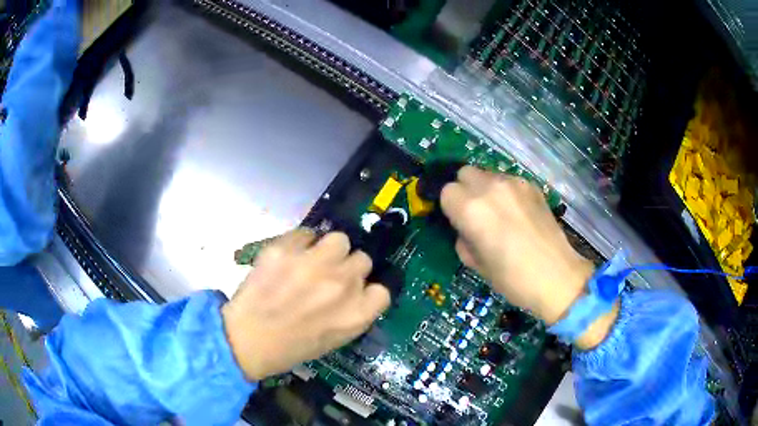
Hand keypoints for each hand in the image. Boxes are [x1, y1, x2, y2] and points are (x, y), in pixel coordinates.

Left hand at [221, 229, 390, 380]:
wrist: (247, 339)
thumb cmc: (291, 346)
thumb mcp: (335, 338)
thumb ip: (353, 312)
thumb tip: (356, 288)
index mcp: (357, 314)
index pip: (382, 290)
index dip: (367, 290)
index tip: (354, 292)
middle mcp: (342, 284)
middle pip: (363, 259)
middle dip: (347, 267)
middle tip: (328, 276)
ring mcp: (314, 264)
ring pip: (339, 239)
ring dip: (329, 250)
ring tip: (311, 261)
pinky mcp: (286, 249)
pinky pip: (305, 233)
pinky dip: (300, 243)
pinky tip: (288, 258)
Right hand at [441, 167, 615, 348]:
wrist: (557, 276)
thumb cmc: (512, 278)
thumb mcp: (476, 264)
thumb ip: (463, 238)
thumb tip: (465, 228)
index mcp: (472, 209)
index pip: (447, 191)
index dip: (450, 207)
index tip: (458, 222)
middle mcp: (490, 188)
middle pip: (464, 173)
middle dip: (464, 190)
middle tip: (475, 214)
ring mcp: (514, 183)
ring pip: (487, 174)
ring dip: (485, 189)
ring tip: (499, 213)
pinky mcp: (531, 185)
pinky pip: (508, 180)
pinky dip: (505, 191)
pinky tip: (517, 213)